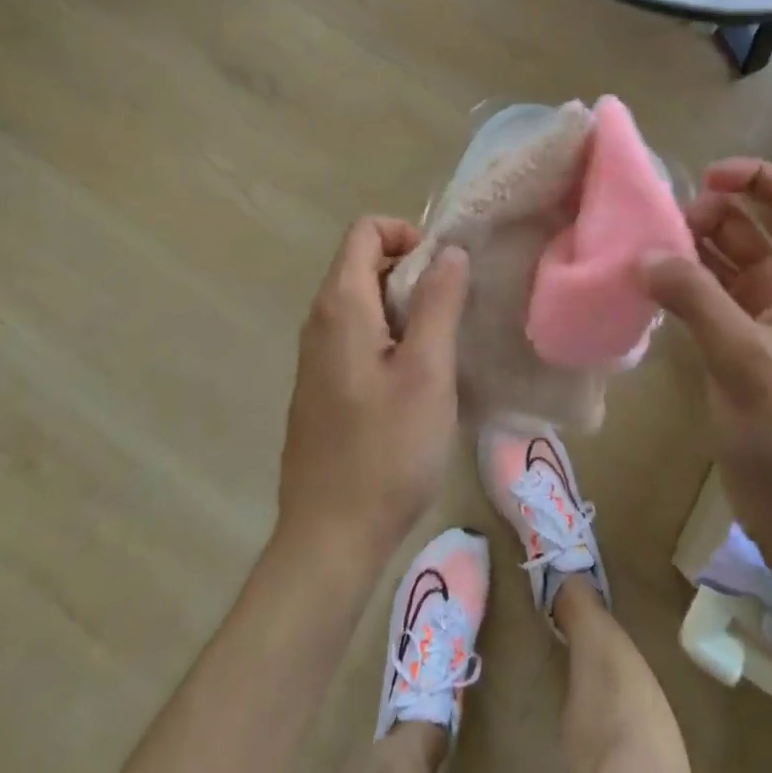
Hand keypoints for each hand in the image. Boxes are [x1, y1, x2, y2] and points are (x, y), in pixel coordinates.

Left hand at [277, 218, 469, 564]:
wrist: (329, 541)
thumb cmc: (386, 451)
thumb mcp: (427, 371)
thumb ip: (439, 302)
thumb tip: (449, 251)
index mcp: (340, 306)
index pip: (365, 231)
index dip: (407, 233)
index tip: (443, 270)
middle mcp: (320, 321)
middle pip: (365, 263)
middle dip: (413, 271)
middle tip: (454, 309)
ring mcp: (318, 356)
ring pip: (365, 302)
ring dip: (407, 306)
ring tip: (444, 343)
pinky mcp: (324, 386)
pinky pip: (359, 335)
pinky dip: (392, 335)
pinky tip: (419, 379)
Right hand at [643, 159, 771, 547]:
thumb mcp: (743, 356)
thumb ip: (694, 297)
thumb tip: (644, 253)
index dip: (750, 175)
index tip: (702, 181)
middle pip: (742, 221)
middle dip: (700, 217)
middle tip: (656, 236)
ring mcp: (758, 312)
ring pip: (718, 256)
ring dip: (683, 251)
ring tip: (639, 256)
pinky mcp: (734, 340)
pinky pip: (703, 292)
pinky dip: (678, 284)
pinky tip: (644, 290)